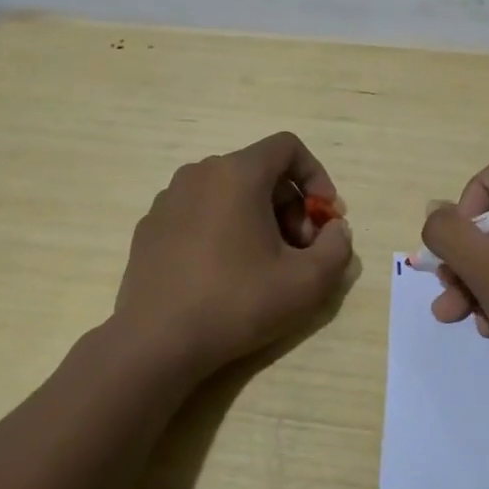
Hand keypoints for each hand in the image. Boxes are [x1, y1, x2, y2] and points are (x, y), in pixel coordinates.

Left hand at [114, 131, 353, 382]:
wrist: (157, 341)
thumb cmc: (237, 302)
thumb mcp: (307, 282)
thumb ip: (337, 248)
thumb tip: (335, 230)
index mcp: (237, 173)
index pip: (287, 147)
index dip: (316, 176)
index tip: (325, 217)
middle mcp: (199, 174)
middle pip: (260, 173)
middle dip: (290, 207)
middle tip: (300, 252)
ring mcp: (168, 199)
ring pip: (228, 194)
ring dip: (258, 220)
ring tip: (264, 266)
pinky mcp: (150, 227)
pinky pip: (199, 213)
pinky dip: (223, 230)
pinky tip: (224, 275)